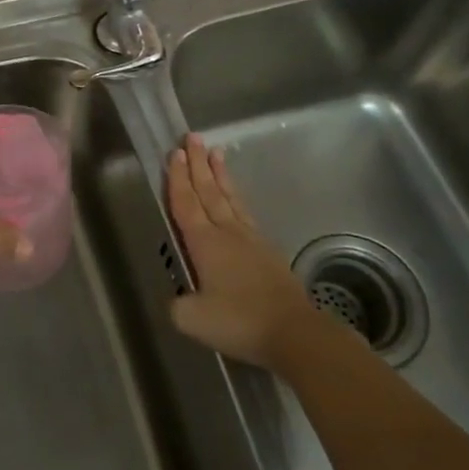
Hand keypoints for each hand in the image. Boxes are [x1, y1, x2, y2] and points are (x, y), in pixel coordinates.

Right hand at [166, 134, 317, 370]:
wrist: (294, 331)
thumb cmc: (239, 321)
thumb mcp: (193, 319)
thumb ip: (177, 305)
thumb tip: (175, 298)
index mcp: (204, 243)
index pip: (186, 203)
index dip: (177, 178)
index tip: (173, 153)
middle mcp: (226, 232)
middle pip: (208, 191)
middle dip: (197, 164)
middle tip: (192, 137)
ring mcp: (250, 239)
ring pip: (230, 198)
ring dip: (220, 175)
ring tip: (215, 153)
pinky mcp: (267, 251)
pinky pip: (245, 213)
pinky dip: (236, 198)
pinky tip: (236, 199)